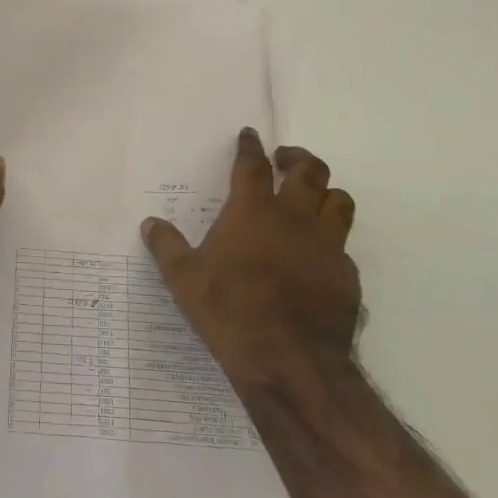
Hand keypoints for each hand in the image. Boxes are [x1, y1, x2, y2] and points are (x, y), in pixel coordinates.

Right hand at [141, 128, 359, 390]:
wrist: (291, 361)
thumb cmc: (230, 312)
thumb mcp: (184, 280)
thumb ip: (167, 247)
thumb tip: (150, 224)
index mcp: (253, 212)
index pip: (253, 165)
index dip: (250, 147)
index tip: (250, 135)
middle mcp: (294, 218)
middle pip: (309, 171)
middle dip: (297, 158)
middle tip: (284, 160)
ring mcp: (326, 246)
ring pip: (338, 201)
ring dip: (325, 192)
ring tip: (311, 198)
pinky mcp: (346, 275)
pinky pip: (344, 245)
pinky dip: (331, 239)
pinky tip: (318, 255)